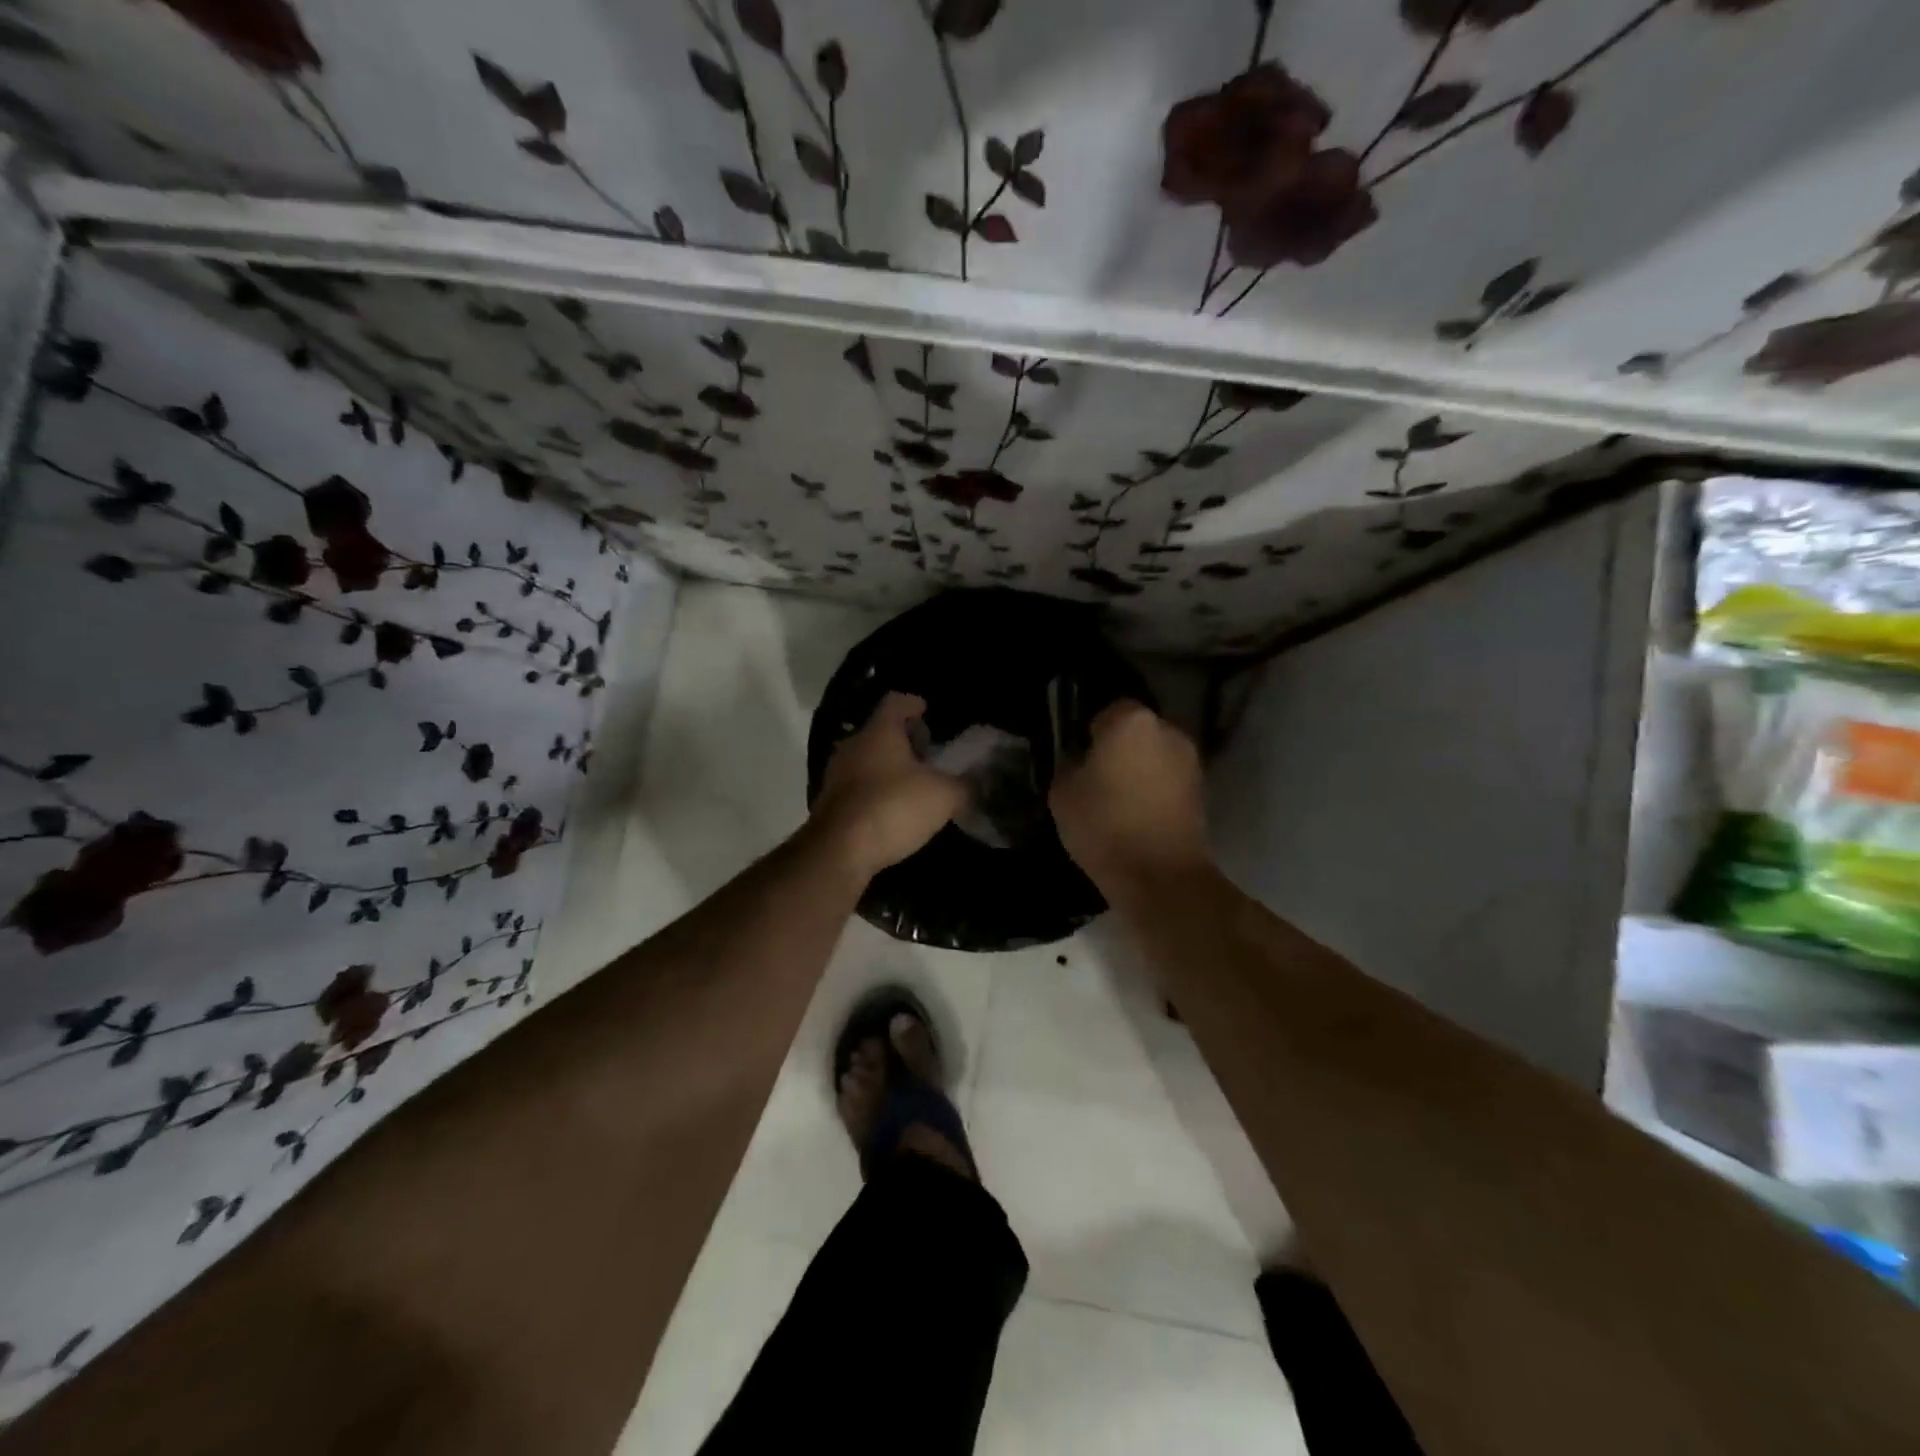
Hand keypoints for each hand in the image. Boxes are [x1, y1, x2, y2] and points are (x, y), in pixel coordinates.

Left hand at [810, 693, 966, 883]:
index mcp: (880, 731)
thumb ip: (962, 786)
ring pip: (867, 760)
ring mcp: (836, 775)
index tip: (927, 711)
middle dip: (904, 740)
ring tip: (914, 784)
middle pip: (880, 731)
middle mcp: (854, 745)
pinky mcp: (830, 803)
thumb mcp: (943, 796)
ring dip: (889, 768)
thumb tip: (971, 785)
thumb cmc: (894, 807)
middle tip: (928, 753)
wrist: (839, 851)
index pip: (896, 702)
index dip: (914, 704)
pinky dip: (876, 792)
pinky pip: (858, 787)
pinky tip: (894, 810)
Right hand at [1049, 700, 1209, 894]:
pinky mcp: (1202, 792)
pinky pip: (1168, 782)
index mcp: (1132, 721)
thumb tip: (1080, 762)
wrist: (1160, 877)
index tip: (1079, 758)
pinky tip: (1138, 817)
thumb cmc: (1105, 825)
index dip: (1090, 733)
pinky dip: (1155, 792)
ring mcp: (1190, 762)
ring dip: (1140, 771)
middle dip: (1119, 749)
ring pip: (1155, 757)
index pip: (1107, 711)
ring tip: (1118, 801)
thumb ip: (1070, 765)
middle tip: (1097, 778)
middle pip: (1136, 732)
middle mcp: (1168, 731)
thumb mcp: (1062, 793)